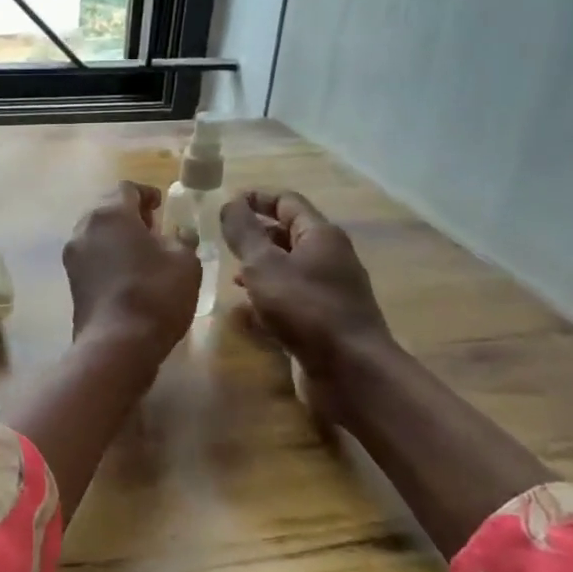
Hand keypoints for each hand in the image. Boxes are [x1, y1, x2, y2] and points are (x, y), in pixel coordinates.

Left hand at [63, 182, 200, 362]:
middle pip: (107, 209)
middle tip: (154, 228)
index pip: (126, 189)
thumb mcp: (185, 261)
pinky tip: (129, 274)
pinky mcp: (71, 280)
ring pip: (97, 233)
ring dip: (118, 236)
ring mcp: (73, 255)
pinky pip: (92, 256)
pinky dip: (108, 257)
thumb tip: (179, 234)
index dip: (147, 194)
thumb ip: (182, 239)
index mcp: (110, 213)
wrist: (117, 343)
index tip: (162, 206)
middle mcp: (84, 227)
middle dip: (130, 214)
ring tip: (143, 253)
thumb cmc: (155, 293)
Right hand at [220, 190, 393, 377]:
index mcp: (320, 235)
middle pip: (287, 234)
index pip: (286, 202)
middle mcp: (329, 258)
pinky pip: (291, 299)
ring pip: (287, 269)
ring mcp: (329, 291)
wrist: (351, 372)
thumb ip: (243, 232)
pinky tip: (245, 313)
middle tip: (221, 243)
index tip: (224, 206)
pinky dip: (267, 299)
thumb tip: (229, 203)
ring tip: (230, 278)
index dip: (255, 199)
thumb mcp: (264, 264)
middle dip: (255, 235)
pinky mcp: (324, 320)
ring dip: (258, 269)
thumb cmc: (305, 309)